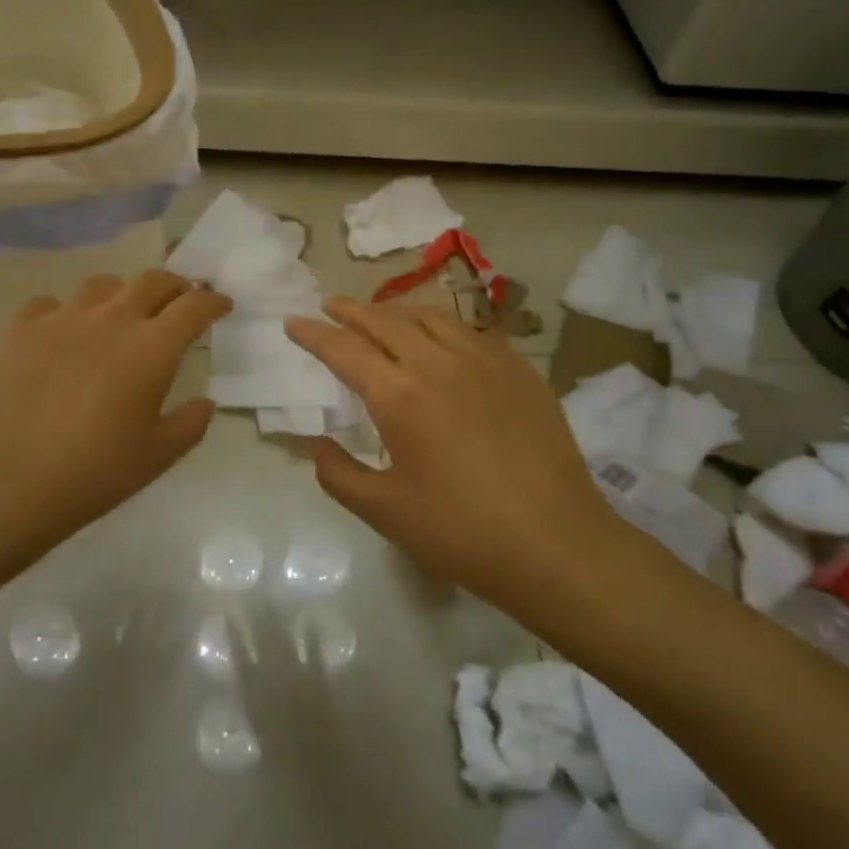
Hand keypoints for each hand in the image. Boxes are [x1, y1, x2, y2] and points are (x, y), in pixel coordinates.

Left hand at [0, 271, 230, 553]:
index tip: (221, 305)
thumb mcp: (158, 457)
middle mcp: (111, 320)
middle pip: (152, 281)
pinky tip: (62, 335)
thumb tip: (204, 402)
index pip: (194, 306)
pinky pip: (50, 304)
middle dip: (174, 287)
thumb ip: (190, 423)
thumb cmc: (94, 473)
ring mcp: (62, 319)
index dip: (213, 301)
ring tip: (121, 314)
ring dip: (123, 294)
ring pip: (102, 285)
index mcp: (151, 348)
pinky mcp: (20, 329)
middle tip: (179, 303)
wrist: (7, 482)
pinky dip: (66, 312)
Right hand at [286, 297, 636, 602]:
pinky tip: (442, 336)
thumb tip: (317, 445)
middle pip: (384, 321)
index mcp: (398, 395)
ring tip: (380, 314)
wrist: (556, 543)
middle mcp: (437, 363)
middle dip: (351, 310)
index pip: (344, 349)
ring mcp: (484, 361)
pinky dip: (442, 324)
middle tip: (329, 305)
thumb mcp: (384, 512)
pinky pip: (471, 330)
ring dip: (396, 311)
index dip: (313, 334)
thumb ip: (339, 474)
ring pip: (430, 317)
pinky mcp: (519, 370)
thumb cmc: (461, 532)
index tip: (293, 322)